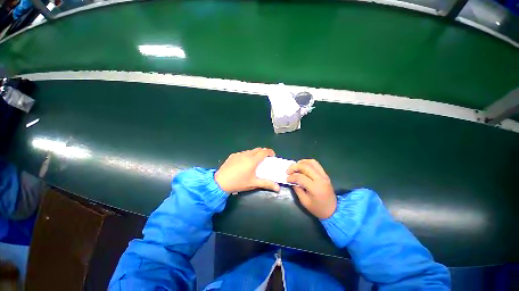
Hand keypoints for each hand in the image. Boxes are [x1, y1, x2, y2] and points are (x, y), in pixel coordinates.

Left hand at [215, 148, 279, 193]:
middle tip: (264, 159)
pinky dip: (246, 156)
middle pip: (258, 149)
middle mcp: (246, 154)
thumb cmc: (239, 183)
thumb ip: (266, 184)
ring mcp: (239, 154)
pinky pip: (242, 153)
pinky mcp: (233, 155)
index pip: (264, 151)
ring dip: (254, 154)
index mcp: (253, 160)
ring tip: (254, 162)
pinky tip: (243, 163)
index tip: (272, 155)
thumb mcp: (253, 184)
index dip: (270, 152)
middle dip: (263, 152)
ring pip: (250, 151)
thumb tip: (278, 188)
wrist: (220, 182)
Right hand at [287, 159, 336, 218]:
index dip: (291, 177)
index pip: (300, 177)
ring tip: (295, 167)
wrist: (333, 210)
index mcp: (315, 188)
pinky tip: (302, 166)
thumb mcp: (304, 202)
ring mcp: (324, 175)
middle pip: (305, 166)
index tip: (287, 179)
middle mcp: (320, 179)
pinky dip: (307, 163)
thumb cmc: (318, 208)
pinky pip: (315, 164)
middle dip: (294, 167)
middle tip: (288, 171)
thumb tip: (292, 180)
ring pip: (311, 162)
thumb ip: (297, 189)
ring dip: (301, 163)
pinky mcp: (325, 174)